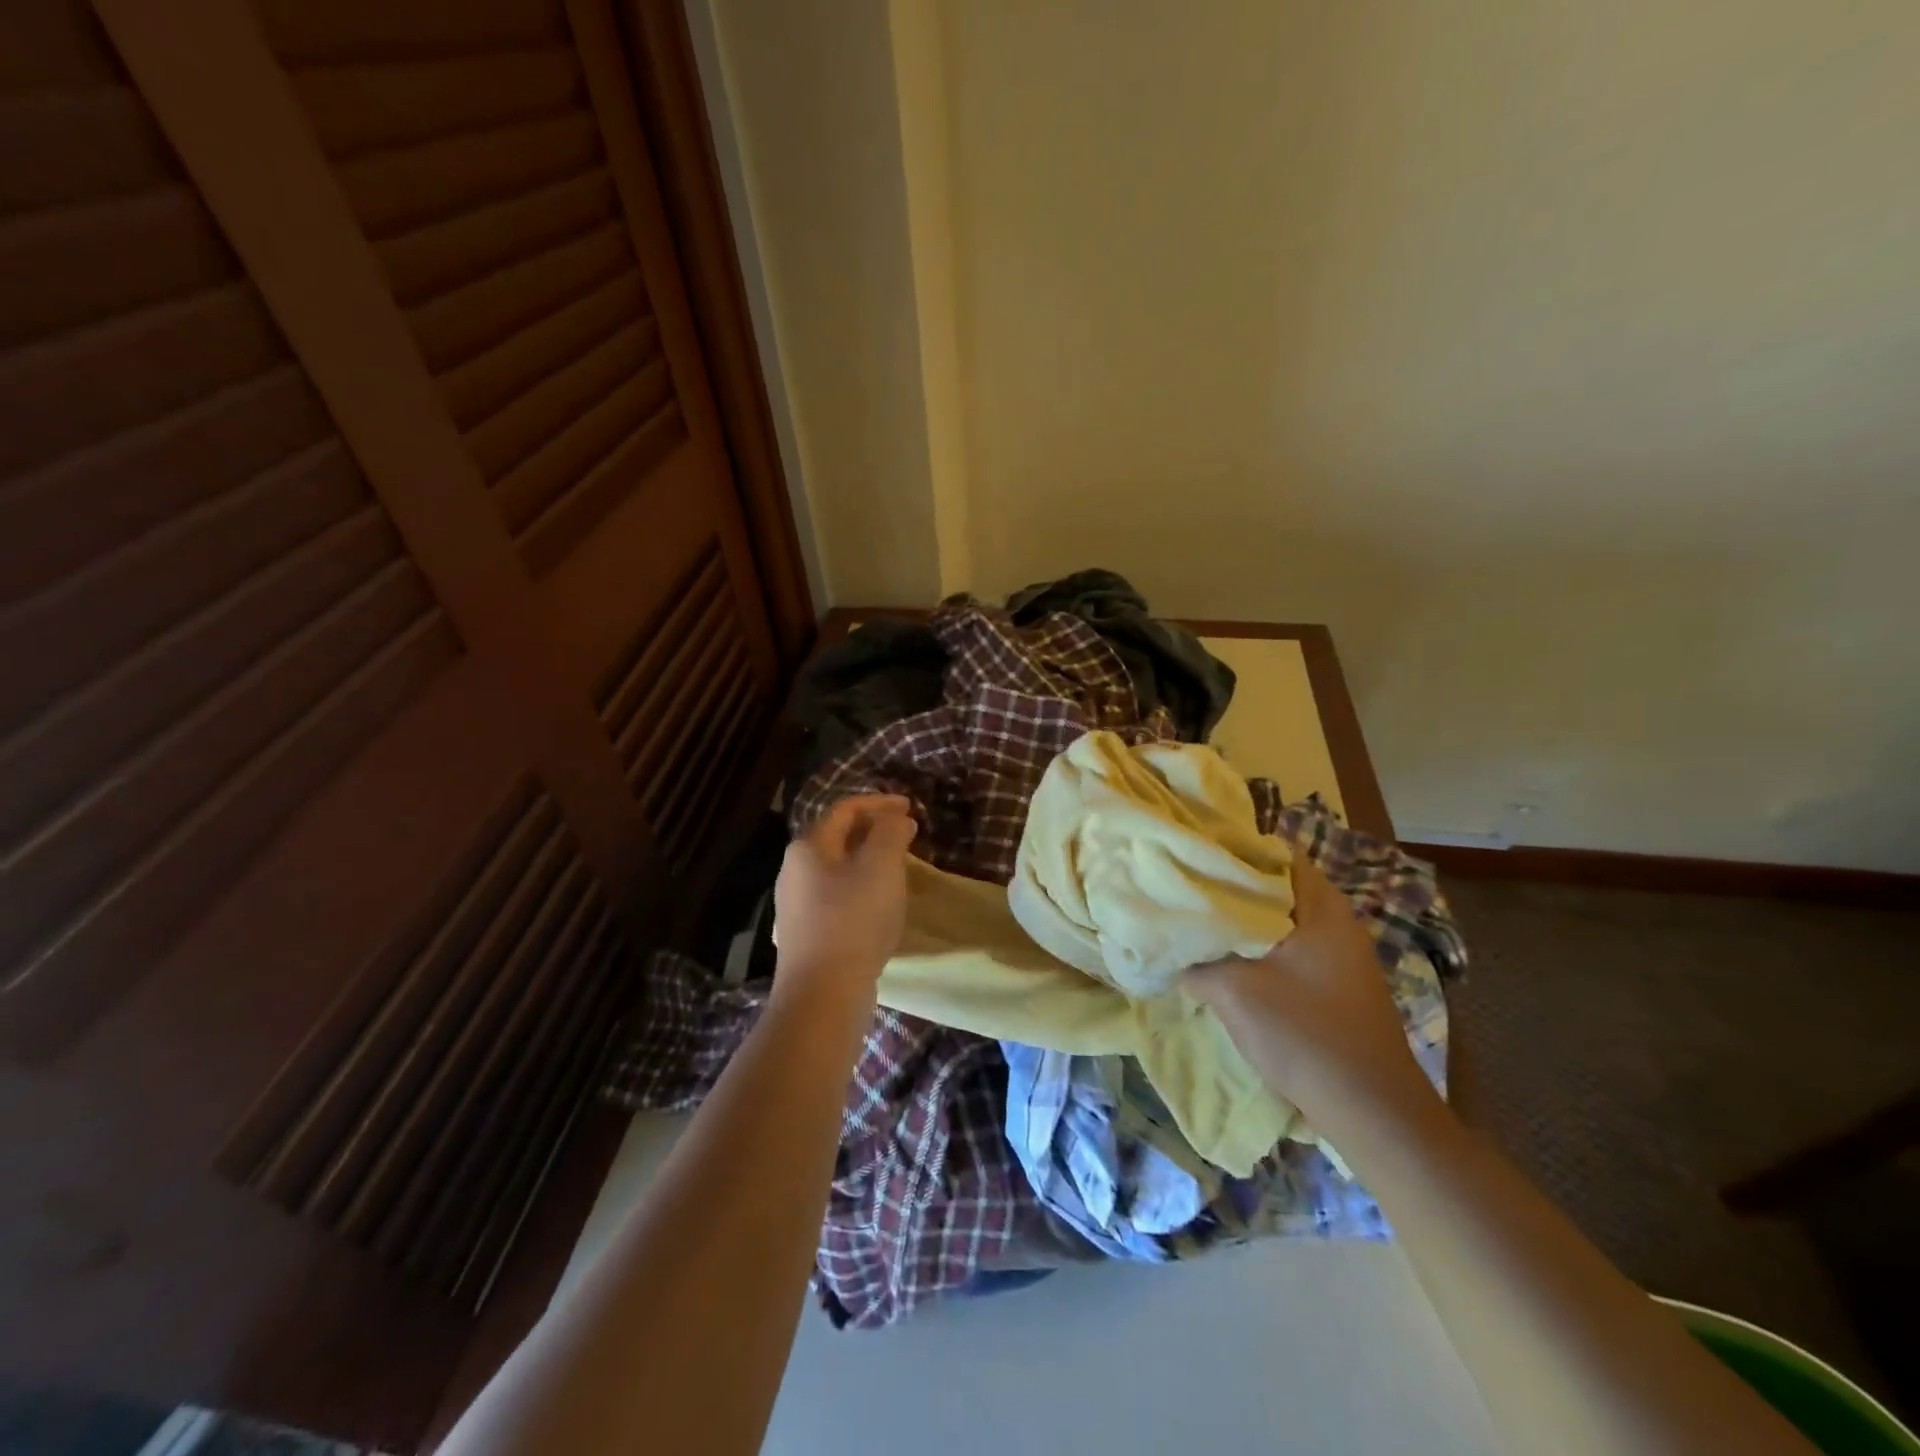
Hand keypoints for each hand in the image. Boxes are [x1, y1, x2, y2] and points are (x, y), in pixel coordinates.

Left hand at [772, 795, 917, 997]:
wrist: (823, 994)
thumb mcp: (881, 865)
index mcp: (808, 846)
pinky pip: (837, 897)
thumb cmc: (853, 919)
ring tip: (899, 868)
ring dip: (869, 861)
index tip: (911, 807)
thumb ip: (891, 832)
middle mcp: (794, 870)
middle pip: (838, 837)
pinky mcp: (806, 934)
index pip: (845, 809)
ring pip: (838, 869)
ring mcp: (796, 905)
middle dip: (875, 831)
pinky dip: (862, 888)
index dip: (880, 803)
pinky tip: (880, 905)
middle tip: (907, 836)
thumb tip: (897, 818)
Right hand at [1186, 854, 1433, 1129]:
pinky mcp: (1336, 981)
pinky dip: (1257, 943)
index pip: (1272, 851)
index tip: (1190, 852)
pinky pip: (1289, 944)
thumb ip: (1196, 961)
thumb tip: (1167, 946)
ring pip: (1279, 917)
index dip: (1229, 848)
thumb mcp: (1235, 992)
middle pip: (1274, 884)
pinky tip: (1226, 957)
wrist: (1371, 1110)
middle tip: (1182, 885)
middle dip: (1228, 885)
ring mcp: (1340, 952)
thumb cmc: (1304, 1035)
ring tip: (1196, 918)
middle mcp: (1336, 919)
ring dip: (1241, 918)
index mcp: (1320, 906)